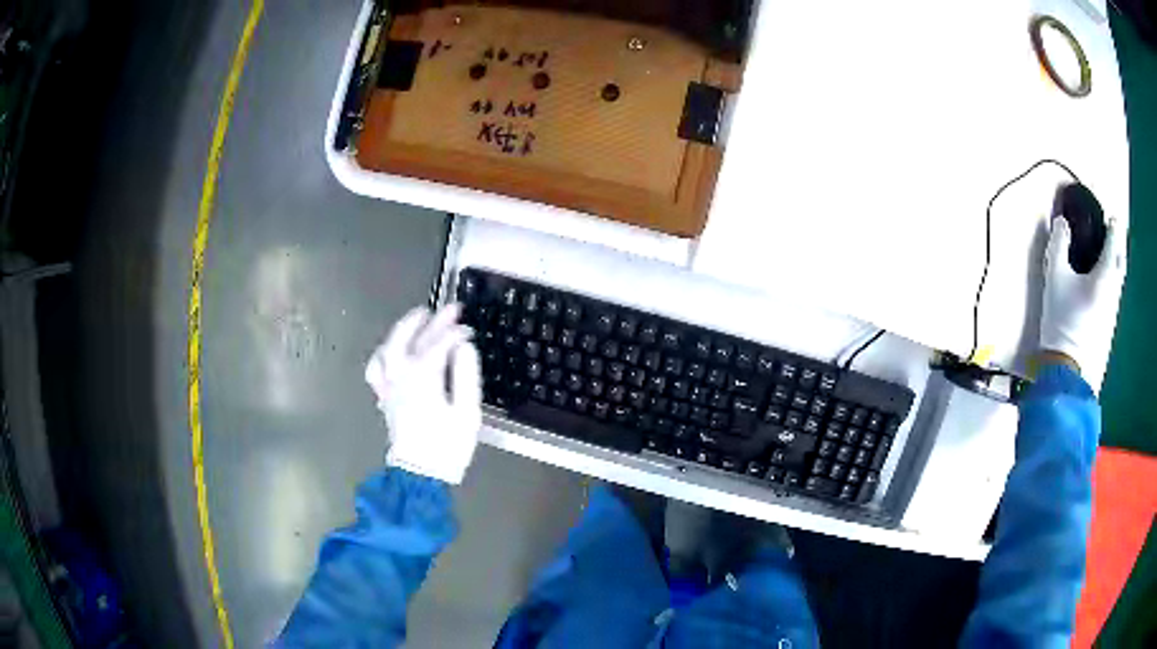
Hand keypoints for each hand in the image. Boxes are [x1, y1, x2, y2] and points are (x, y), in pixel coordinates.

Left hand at [364, 304, 481, 483]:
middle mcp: (400, 375)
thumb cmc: (447, 445)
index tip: (470, 329)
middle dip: (431, 321)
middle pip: (413, 338)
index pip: (439, 344)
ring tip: (418, 318)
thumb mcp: (467, 412)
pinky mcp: (384, 396)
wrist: (421, 474)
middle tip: (448, 309)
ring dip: (404, 329)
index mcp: (422, 377)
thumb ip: (466, 375)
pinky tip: (391, 350)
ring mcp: (388, 385)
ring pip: (389, 347)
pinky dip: (383, 353)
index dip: (456, 333)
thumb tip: (465, 348)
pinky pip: (376, 368)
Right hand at [1040, 217, 1126, 374]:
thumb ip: (1058, 245)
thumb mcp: (1054, 278)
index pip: (1113, 242)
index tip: (1110, 218)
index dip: (1112, 227)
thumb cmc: (1063, 319)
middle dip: (1119, 247)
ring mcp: (1113, 312)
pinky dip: (1113, 284)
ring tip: (1108, 260)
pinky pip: (1115, 297)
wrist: (1068, 370)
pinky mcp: (1109, 328)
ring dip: (1116, 266)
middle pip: (1121, 262)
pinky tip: (1103, 288)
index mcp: (1105, 275)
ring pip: (1120, 281)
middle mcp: (1114, 291)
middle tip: (1113, 237)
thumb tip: (1062, 221)